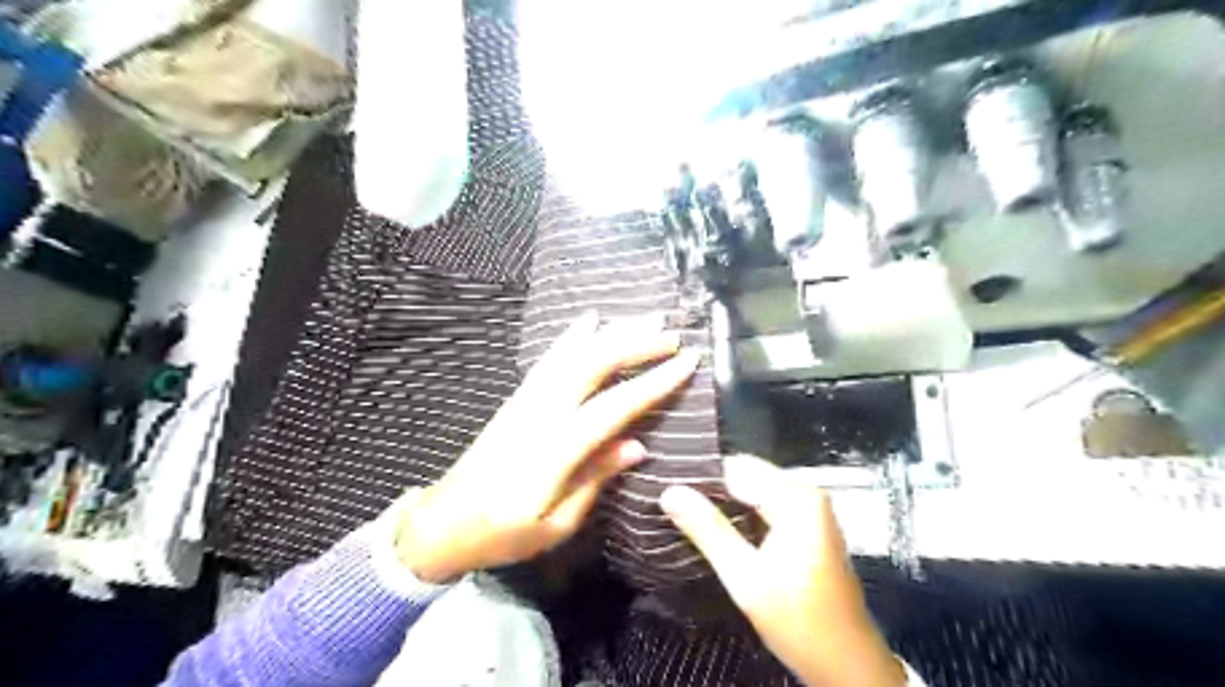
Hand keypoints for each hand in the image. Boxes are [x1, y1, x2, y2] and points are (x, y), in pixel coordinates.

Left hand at [394, 311, 698, 584]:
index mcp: (556, 448)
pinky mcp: (518, 397)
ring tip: (643, 319)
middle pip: (593, 365)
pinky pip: (550, 358)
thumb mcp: (556, 524)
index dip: (654, 382)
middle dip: (636, 344)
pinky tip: (589, 320)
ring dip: (612, 333)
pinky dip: (572, 336)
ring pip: (573, 354)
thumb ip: (596, 479)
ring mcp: (527, 399)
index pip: (615, 406)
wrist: (444, 521)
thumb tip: (638, 445)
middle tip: (672, 335)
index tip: (687, 361)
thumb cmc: (504, 533)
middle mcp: (542, 412)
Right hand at [660, 457, 908, 686]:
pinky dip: (739, 517)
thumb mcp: (745, 577)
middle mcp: (805, 494)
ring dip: (722, 505)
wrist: (847, 664)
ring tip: (685, 517)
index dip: (700, 477)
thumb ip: (707, 530)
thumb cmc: (799, 620)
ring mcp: (808, 510)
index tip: (667, 490)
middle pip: (745, 476)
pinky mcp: (806, 527)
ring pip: (752, 492)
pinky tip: (715, 531)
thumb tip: (670, 492)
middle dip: (710, 492)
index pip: (735, 467)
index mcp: (796, 497)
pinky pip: (763, 507)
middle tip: (671, 507)